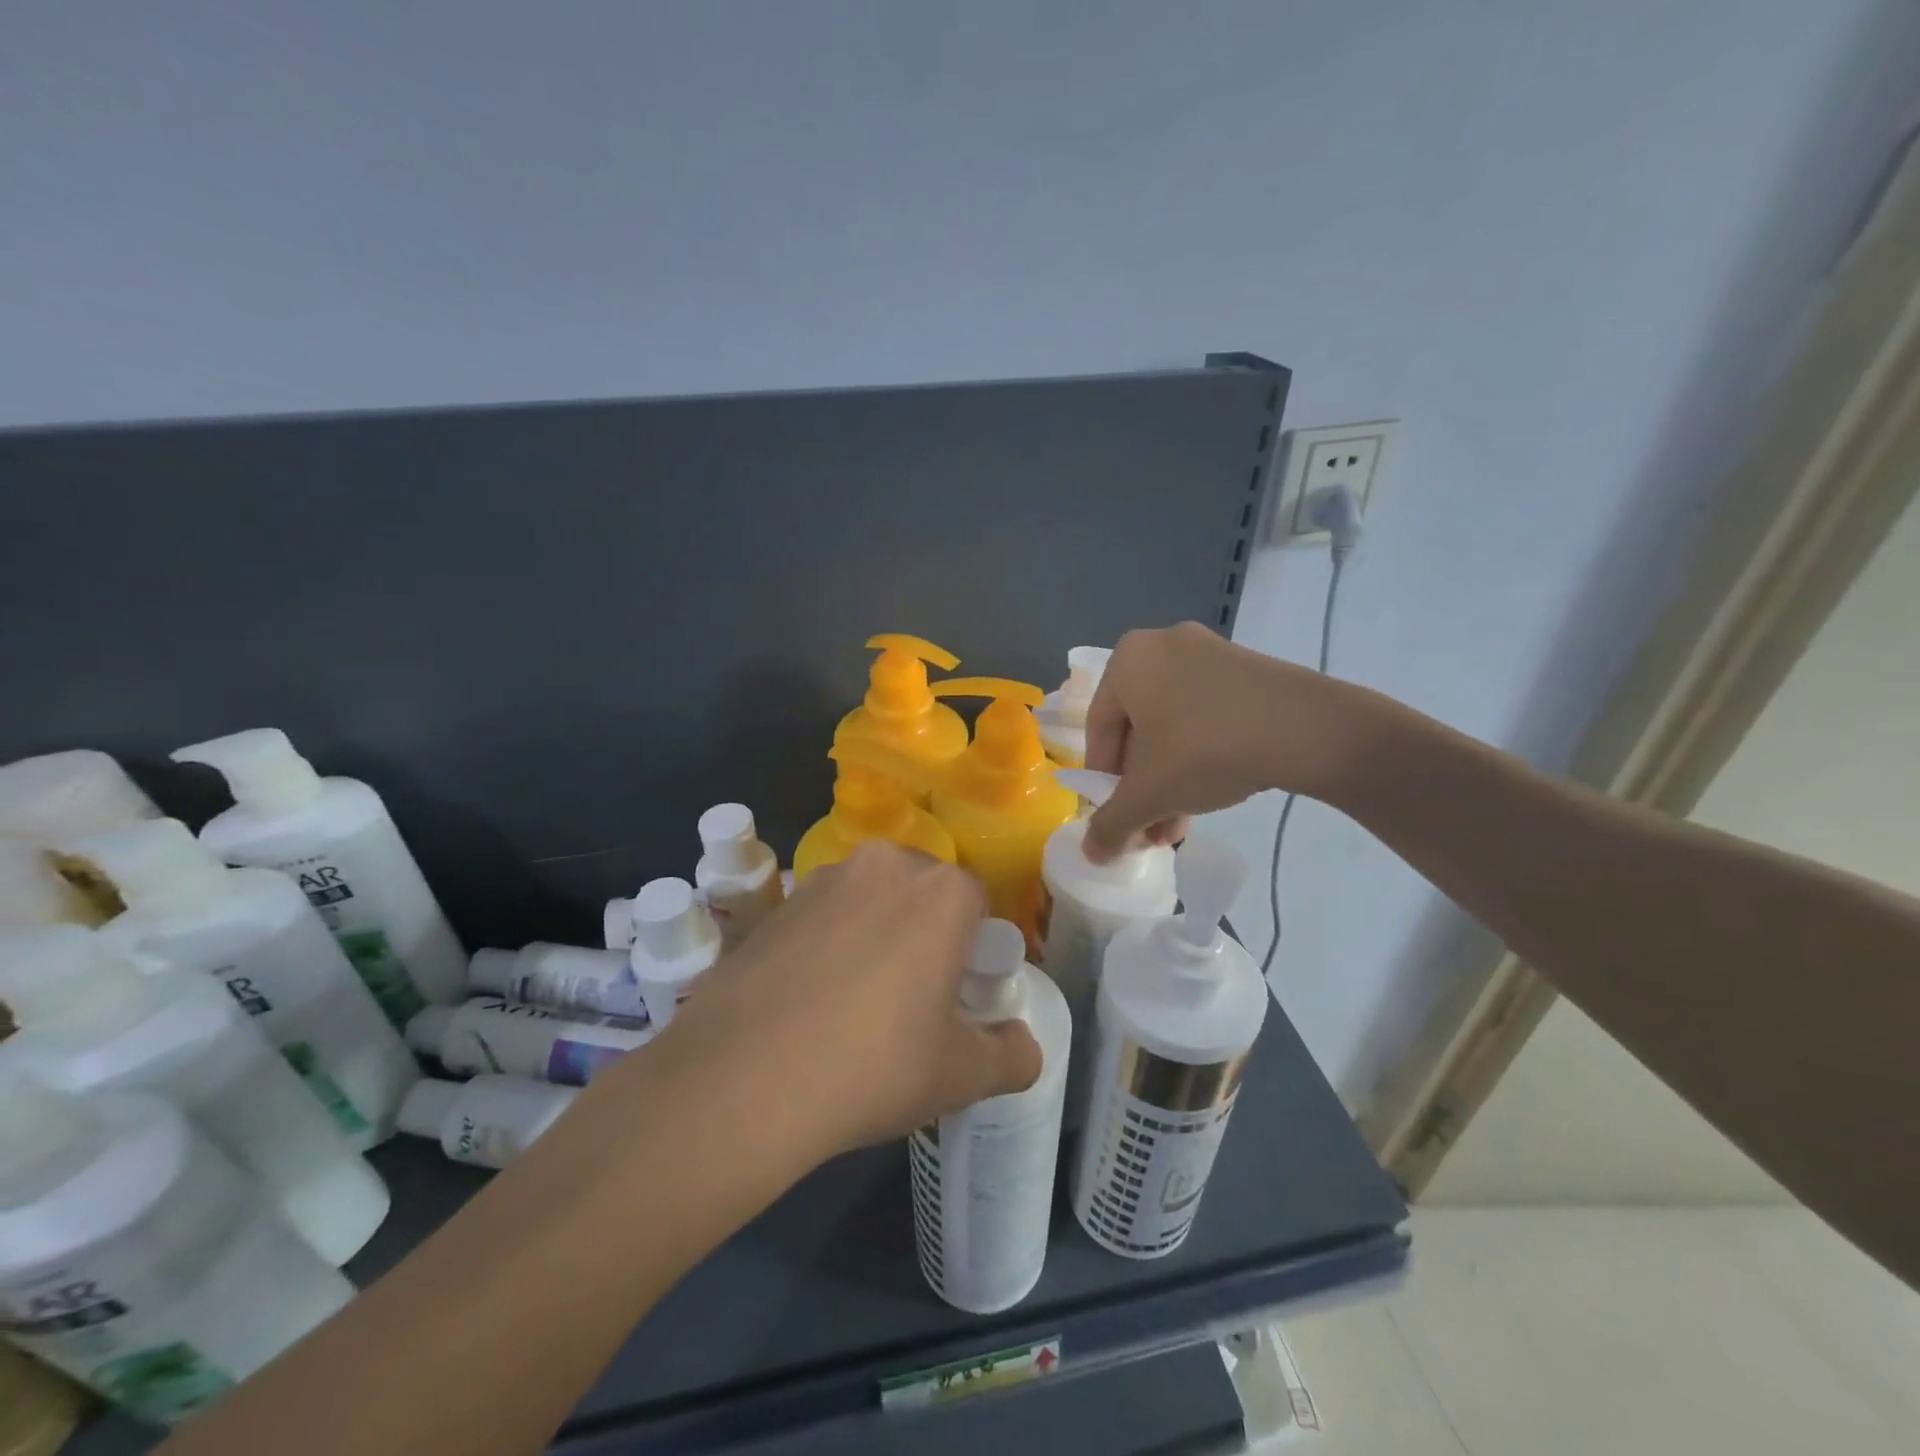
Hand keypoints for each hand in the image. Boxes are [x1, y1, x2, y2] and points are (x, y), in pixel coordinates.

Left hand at [641, 842, 1042, 1172]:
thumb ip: (1013, 1057)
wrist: (742, 1079)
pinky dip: (827, 945)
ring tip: (854, 1004)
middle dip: (925, 935)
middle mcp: (884, 865)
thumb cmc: (875, 1066)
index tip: (957, 995)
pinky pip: (822, 917)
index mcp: (941, 891)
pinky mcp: (775, 904)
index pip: (977, 904)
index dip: (973, 950)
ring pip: (869, 901)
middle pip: (922, 894)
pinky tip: (809, 1001)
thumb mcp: (961, 1075)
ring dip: (873, 935)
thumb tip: (1023, 1047)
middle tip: (911, 1000)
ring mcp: (822, 879)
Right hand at [1081, 621, 1361, 862]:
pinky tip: (1211, 795)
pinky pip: (1206, 716)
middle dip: (1142, 788)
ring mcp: (1209, 654)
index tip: (1118, 820)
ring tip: (1178, 826)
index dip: (1103, 784)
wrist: (1309, 729)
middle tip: (1150, 829)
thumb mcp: (1149, 794)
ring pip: (1173, 728)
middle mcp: (1162, 646)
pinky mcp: (1246, 670)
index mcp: (1127, 660)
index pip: (1099, 732)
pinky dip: (1200, 756)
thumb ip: (1111, 824)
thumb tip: (1091, 855)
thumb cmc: (1205, 750)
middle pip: (1137, 732)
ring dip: (1169, 781)